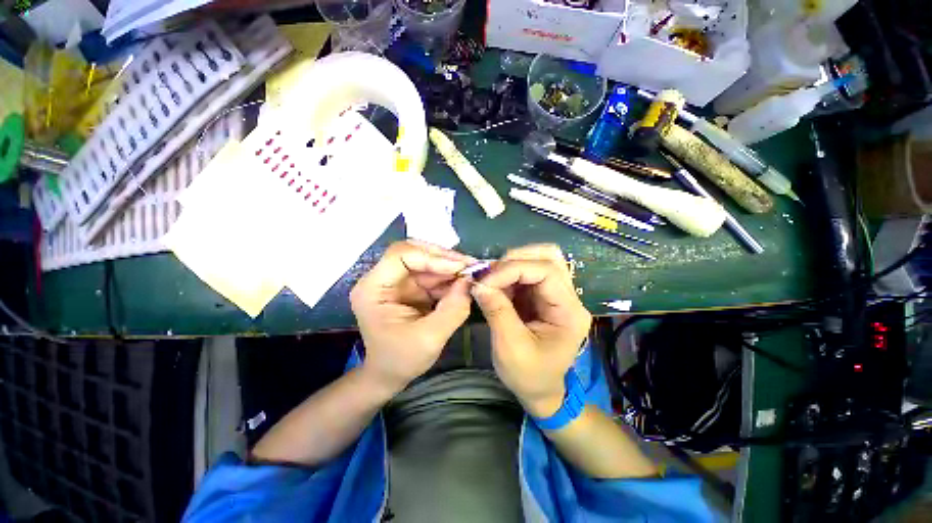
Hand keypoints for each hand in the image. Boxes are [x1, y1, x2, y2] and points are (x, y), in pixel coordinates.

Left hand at [351, 241, 474, 394]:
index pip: (400, 255)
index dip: (431, 257)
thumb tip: (470, 282)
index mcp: (374, 288)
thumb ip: (453, 309)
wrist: (391, 374)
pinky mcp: (412, 287)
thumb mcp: (430, 338)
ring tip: (472, 273)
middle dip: (444, 258)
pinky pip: (433, 274)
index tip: (459, 267)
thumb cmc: (402, 359)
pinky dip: (450, 277)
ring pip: (427, 261)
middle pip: (415, 253)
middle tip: (470, 266)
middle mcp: (384, 279)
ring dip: (450, 266)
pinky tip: (465, 282)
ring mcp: (399, 281)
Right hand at [471, 245, 591, 417]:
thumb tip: (478, 283)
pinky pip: (527, 272)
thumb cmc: (529, 376)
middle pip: (548, 257)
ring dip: (511, 265)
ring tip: (491, 280)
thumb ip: (496, 311)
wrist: (540, 391)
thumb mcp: (510, 347)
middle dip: (515, 260)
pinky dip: (508, 274)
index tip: (485, 281)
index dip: (513, 269)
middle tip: (489, 274)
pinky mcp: (543, 295)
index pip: (546, 271)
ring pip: (538, 260)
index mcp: (569, 312)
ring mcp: (556, 294)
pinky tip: (496, 286)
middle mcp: (568, 297)